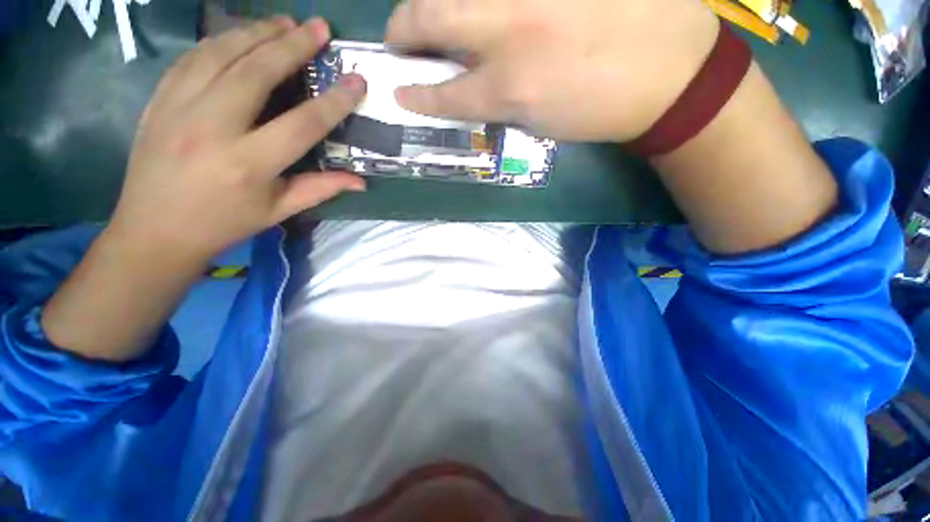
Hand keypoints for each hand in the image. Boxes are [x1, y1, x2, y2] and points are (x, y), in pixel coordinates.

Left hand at [110, 17, 366, 261]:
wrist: (154, 230)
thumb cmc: (224, 223)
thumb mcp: (278, 210)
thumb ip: (321, 189)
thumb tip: (361, 181)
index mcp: (248, 164)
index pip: (302, 124)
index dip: (333, 102)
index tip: (355, 81)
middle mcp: (212, 128)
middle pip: (257, 72)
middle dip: (292, 45)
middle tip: (319, 26)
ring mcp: (178, 109)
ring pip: (221, 54)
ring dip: (257, 32)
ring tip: (284, 21)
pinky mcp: (159, 100)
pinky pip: (193, 58)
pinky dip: (221, 41)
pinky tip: (241, 35)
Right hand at [386, 0, 718, 141]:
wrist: (667, 72)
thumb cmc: (598, 110)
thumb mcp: (537, 123)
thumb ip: (495, 99)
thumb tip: (466, 81)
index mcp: (510, 86)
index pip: (444, 93)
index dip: (417, 96)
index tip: (399, 92)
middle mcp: (511, 30)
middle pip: (431, 16)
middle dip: (403, 27)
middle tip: (397, 37)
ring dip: (432, 1)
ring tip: (430, 15)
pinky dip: (478, 0)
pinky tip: (482, 12)